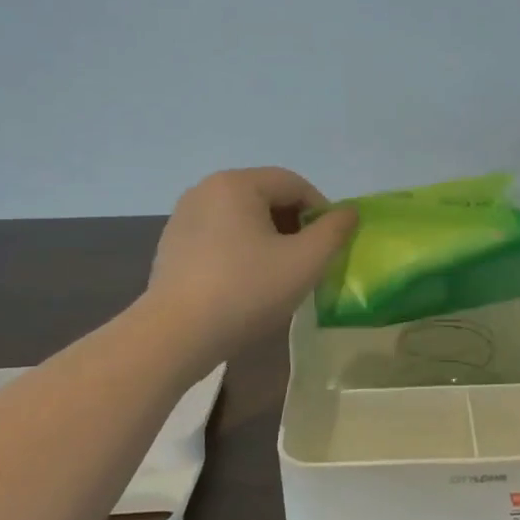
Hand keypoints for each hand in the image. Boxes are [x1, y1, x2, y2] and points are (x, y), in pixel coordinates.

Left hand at [147, 168, 357, 355]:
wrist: (174, 336)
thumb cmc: (246, 291)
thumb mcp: (305, 262)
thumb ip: (334, 231)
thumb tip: (348, 213)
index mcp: (237, 183)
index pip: (294, 184)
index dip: (321, 211)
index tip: (332, 246)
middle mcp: (206, 189)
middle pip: (267, 198)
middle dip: (294, 226)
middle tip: (308, 262)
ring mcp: (184, 217)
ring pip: (243, 218)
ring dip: (269, 239)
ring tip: (279, 275)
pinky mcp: (172, 245)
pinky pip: (219, 236)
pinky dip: (241, 251)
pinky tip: (245, 285)